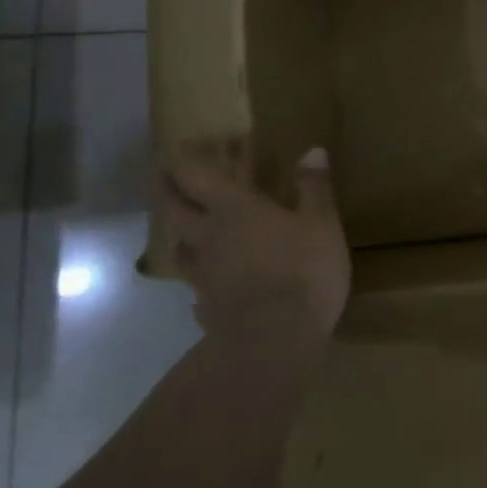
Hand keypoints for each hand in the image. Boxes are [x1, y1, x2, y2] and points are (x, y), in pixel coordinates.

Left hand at [162, 139, 351, 341]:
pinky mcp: (207, 309)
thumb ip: (314, 187)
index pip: (198, 176)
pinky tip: (210, 286)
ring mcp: (204, 276)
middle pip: (175, 210)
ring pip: (181, 250)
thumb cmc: (302, 270)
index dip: (186, 159)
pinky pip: (198, 289)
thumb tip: (312, 150)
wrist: (274, 341)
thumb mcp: (322, 222)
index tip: (179, 146)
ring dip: (181, 235)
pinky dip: (201, 280)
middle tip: (164, 179)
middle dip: (168, 191)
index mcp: (235, 210)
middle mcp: (209, 238)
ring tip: (188, 231)